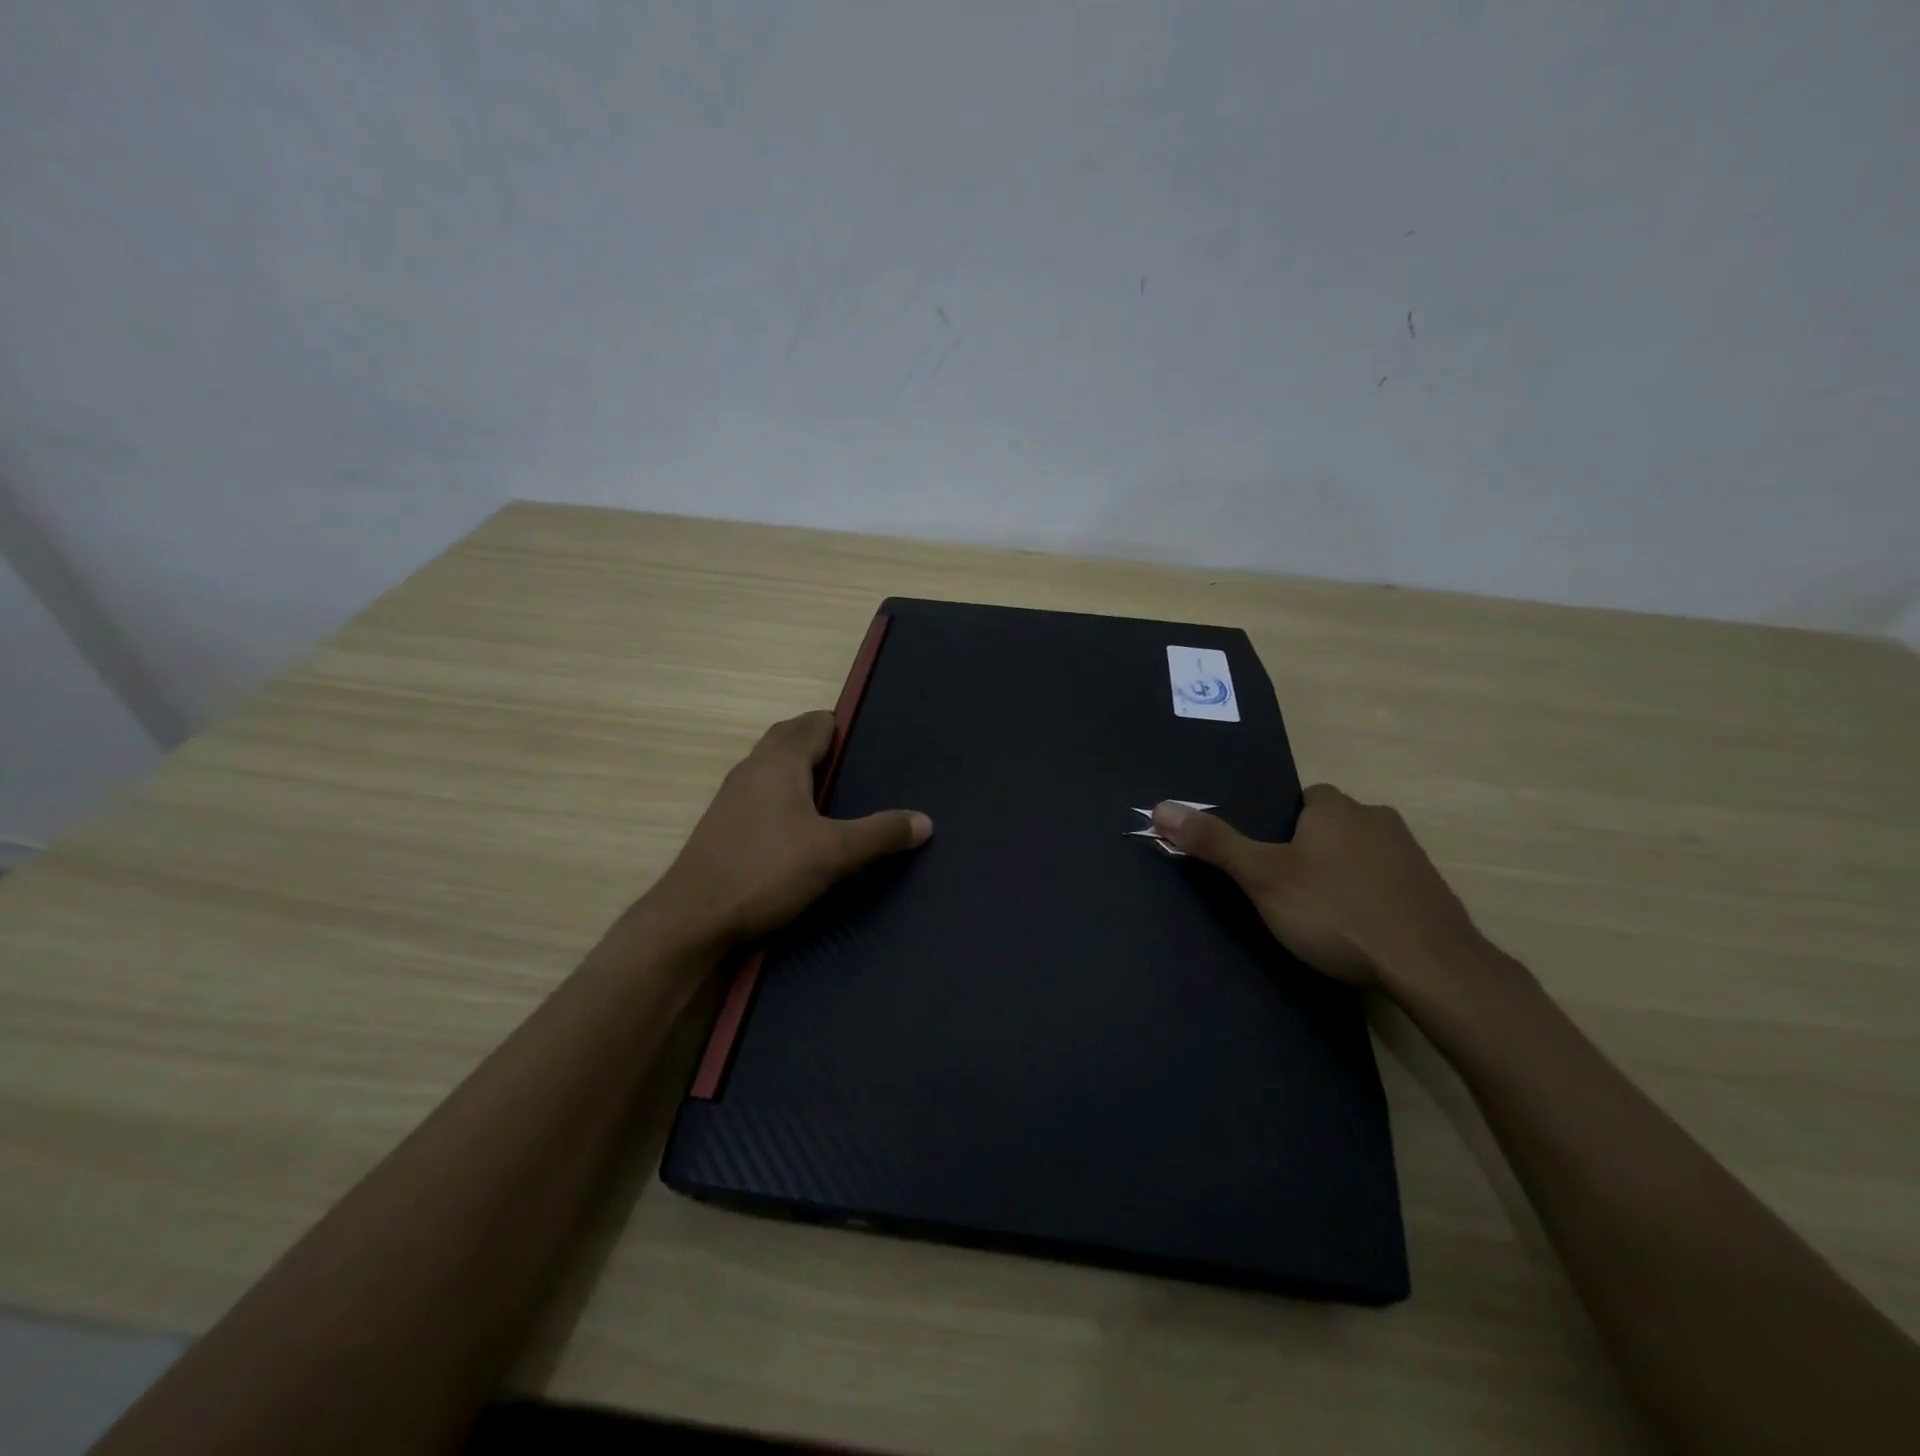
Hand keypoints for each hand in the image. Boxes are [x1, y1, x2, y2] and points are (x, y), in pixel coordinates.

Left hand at [654, 711, 931, 946]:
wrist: (693, 919)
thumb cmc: (765, 871)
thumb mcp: (835, 854)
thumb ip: (881, 834)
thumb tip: (925, 821)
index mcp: (780, 760)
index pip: (816, 723)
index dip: (844, 729)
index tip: (873, 747)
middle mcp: (753, 768)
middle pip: (791, 739)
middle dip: (823, 747)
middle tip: (859, 770)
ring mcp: (733, 796)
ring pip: (774, 768)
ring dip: (802, 773)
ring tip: (837, 798)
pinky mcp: (724, 825)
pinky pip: (762, 794)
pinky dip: (785, 798)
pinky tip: (802, 830)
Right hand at [1152, 786, 1480, 995]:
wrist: (1431, 968)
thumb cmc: (1335, 912)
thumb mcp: (1262, 877)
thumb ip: (1214, 842)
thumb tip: (1159, 807)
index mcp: (1336, 808)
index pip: (1304, 800)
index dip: (1284, 828)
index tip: (1273, 863)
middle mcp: (1378, 819)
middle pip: (1333, 826)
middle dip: (1313, 851)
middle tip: (1292, 893)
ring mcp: (1412, 855)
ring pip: (1362, 854)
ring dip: (1345, 875)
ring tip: (1326, 917)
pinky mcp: (1434, 892)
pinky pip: (1390, 884)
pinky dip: (1374, 899)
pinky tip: (1363, 932)